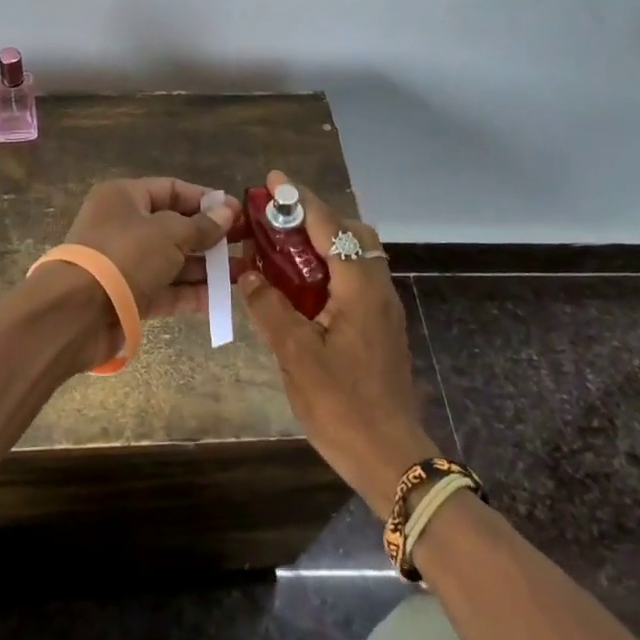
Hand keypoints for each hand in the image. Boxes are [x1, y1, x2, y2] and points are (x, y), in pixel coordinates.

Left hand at [62, 175, 238, 318]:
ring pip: (172, 260)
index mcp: (124, 197)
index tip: (237, 213)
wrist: (76, 313)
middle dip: (209, 237)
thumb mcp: (169, 233)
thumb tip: (228, 210)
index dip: (205, 200)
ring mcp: (125, 263)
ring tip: (243, 272)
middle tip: (246, 245)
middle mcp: (123, 225)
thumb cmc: (124, 256)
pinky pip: (165, 289)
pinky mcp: (128, 296)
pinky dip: (190, 292)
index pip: (171, 189)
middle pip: (174, 226)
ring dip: (205, 267)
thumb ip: (202, 225)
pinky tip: (221, 298)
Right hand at [240, 170, 440, 508]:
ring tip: (281, 250)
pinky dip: (328, 268)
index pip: (329, 226)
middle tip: (275, 222)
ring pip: (355, 256)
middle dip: (313, 218)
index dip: (299, 199)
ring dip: (321, 243)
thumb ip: (270, 307)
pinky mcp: (380, 328)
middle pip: (351, 233)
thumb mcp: (296, 354)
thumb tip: (247, 274)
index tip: (272, 180)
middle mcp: (377, 288)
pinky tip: (300, 289)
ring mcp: (383, 309)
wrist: (392, 459)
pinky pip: (354, 279)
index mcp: (359, 286)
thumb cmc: (342, 405)